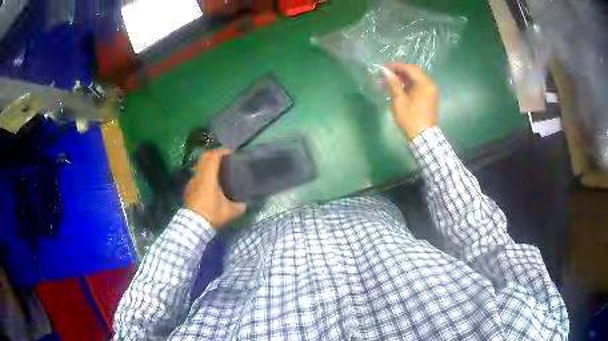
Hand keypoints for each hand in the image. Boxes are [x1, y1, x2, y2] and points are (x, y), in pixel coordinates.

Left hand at [184, 149, 245, 228]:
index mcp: (208, 177)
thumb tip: (246, 202)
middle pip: (204, 157)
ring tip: (217, 169)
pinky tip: (209, 182)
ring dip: (208, 164)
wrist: (193, 225)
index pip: (213, 156)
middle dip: (215, 154)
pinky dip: (203, 173)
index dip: (222, 151)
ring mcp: (192, 181)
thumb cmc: (212, 214)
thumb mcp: (231, 211)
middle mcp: (198, 175)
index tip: (231, 153)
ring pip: (199, 165)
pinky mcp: (188, 188)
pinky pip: (196, 174)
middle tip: (225, 159)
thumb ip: (240, 205)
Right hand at [383, 64, 438, 139]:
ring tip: (391, 82)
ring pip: (417, 79)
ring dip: (404, 78)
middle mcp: (430, 84)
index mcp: (424, 83)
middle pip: (414, 72)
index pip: (410, 68)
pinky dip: (409, 85)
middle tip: (387, 75)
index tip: (384, 68)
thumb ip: (393, 84)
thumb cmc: (410, 119)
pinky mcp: (430, 98)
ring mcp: (431, 91)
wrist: (424, 138)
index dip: (396, 66)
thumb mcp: (399, 101)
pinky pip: (419, 86)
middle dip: (400, 71)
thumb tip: (386, 71)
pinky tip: (400, 89)